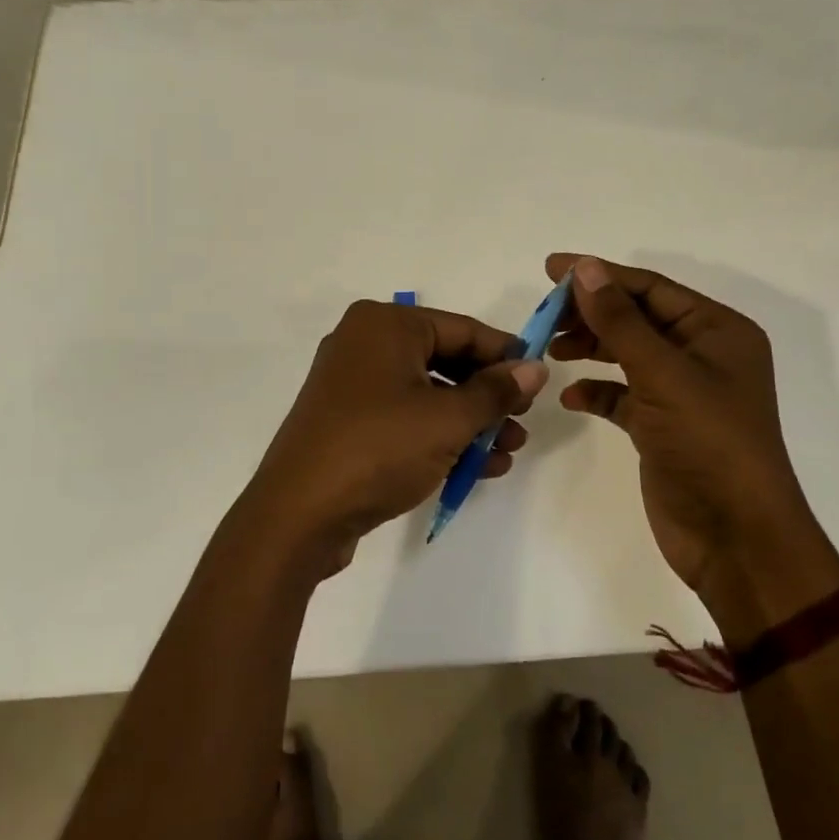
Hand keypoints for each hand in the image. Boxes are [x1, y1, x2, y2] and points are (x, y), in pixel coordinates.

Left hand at [239, 300, 547, 574]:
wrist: (298, 514)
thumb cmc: (379, 449)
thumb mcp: (448, 419)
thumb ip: (496, 391)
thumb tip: (536, 368)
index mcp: (386, 325)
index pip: (463, 329)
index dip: (506, 354)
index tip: (540, 379)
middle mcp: (365, 344)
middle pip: (446, 361)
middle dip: (488, 397)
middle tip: (523, 422)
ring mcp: (352, 385)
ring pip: (427, 394)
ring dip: (470, 423)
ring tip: (507, 453)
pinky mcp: (347, 422)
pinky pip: (405, 418)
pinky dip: (439, 437)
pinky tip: (477, 467)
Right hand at [547, 255, 838, 634]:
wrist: (735, 537)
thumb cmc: (709, 443)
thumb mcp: (663, 374)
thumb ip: (620, 320)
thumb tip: (584, 269)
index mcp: (717, 331)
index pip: (650, 288)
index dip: (599, 275)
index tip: (549, 270)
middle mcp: (702, 354)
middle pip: (637, 318)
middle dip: (591, 314)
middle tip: (544, 316)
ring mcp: (682, 392)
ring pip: (627, 354)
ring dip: (590, 348)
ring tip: (551, 351)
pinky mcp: (662, 426)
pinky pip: (623, 395)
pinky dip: (597, 391)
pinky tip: (571, 398)